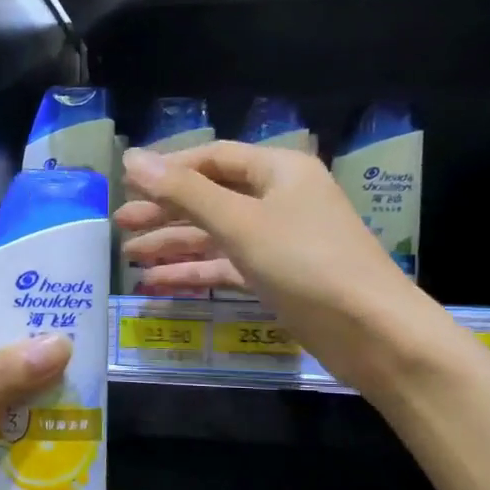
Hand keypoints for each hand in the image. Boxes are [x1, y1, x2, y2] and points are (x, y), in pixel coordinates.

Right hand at [118, 142, 440, 391]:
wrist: (370, 331)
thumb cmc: (305, 263)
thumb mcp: (240, 222)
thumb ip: (184, 191)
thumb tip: (132, 158)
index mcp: (278, 170)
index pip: (213, 158)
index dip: (168, 168)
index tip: (125, 184)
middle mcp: (278, 199)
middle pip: (210, 197)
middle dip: (164, 210)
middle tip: (119, 224)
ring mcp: (277, 240)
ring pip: (215, 234)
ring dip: (173, 244)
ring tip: (128, 256)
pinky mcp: (275, 277)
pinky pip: (226, 266)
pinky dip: (194, 273)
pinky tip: (157, 284)